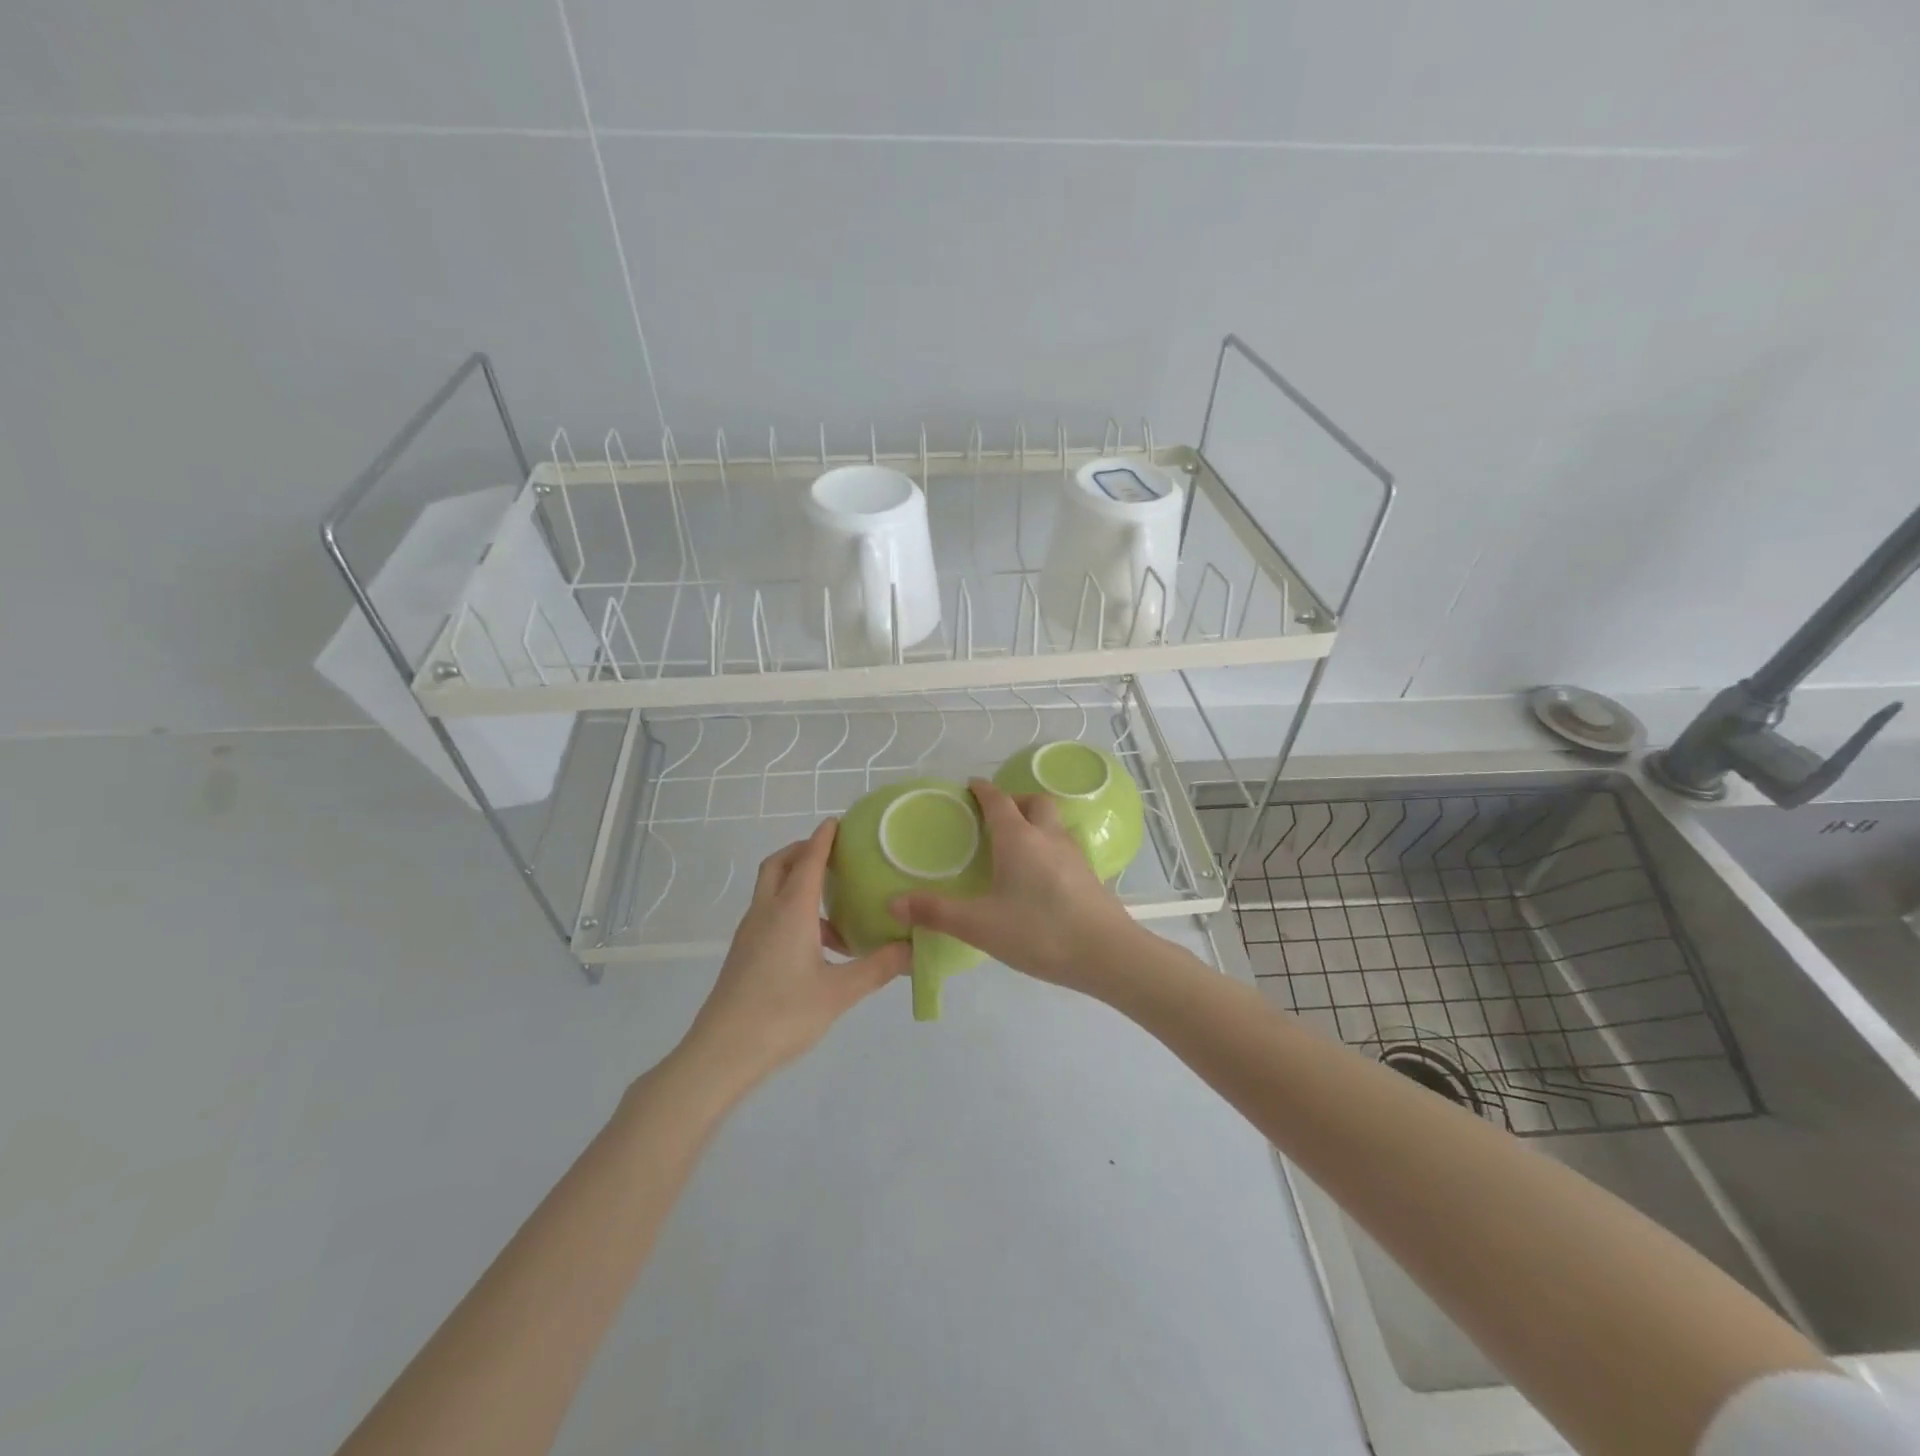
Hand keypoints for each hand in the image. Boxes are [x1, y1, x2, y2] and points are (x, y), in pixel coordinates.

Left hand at [678, 820, 908, 1089]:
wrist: (721, 1054)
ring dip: (798, 885)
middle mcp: (766, 913)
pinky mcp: (744, 955)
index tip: (837, 822)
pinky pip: (770, 916)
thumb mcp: (839, 992)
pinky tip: (818, 947)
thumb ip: (878, 967)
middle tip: (832, 854)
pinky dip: (792, 912)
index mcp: (790, 911)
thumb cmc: (782, 1015)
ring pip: (771, 891)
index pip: (808, 860)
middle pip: (778, 865)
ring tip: (836, 909)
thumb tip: (913, 949)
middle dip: (802, 851)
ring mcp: (750, 934)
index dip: (823, 838)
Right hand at [891, 778, 1143, 992]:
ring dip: (1035, 822)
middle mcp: (1047, 837)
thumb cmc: (1039, 931)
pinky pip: (1064, 846)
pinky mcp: (1089, 875)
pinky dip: (1048, 847)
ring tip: (1015, 846)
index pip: (998, 800)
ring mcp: (1073, 854)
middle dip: (1014, 801)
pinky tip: (1039, 877)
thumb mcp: (979, 925)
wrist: (1107, 954)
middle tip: (995, 818)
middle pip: (1034, 802)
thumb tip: (893, 904)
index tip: (969, 786)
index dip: (982, 790)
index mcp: (1018, 839)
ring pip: (1053, 823)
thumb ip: (936, 913)